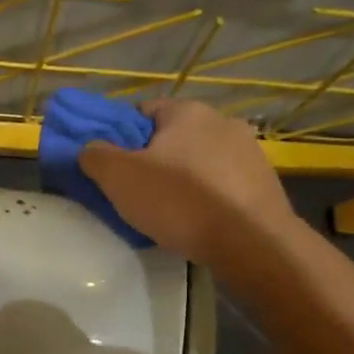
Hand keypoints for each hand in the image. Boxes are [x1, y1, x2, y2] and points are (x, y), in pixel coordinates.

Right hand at [79, 100, 296, 266]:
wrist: (250, 241)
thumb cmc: (179, 201)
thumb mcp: (119, 178)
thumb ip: (95, 156)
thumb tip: (89, 148)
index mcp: (186, 111)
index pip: (143, 111)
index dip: (122, 136)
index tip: (112, 165)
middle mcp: (222, 121)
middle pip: (173, 138)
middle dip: (154, 160)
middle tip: (135, 192)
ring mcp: (249, 152)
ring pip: (200, 162)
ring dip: (183, 180)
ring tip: (168, 213)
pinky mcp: (265, 183)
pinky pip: (223, 185)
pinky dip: (207, 199)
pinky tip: (198, 223)